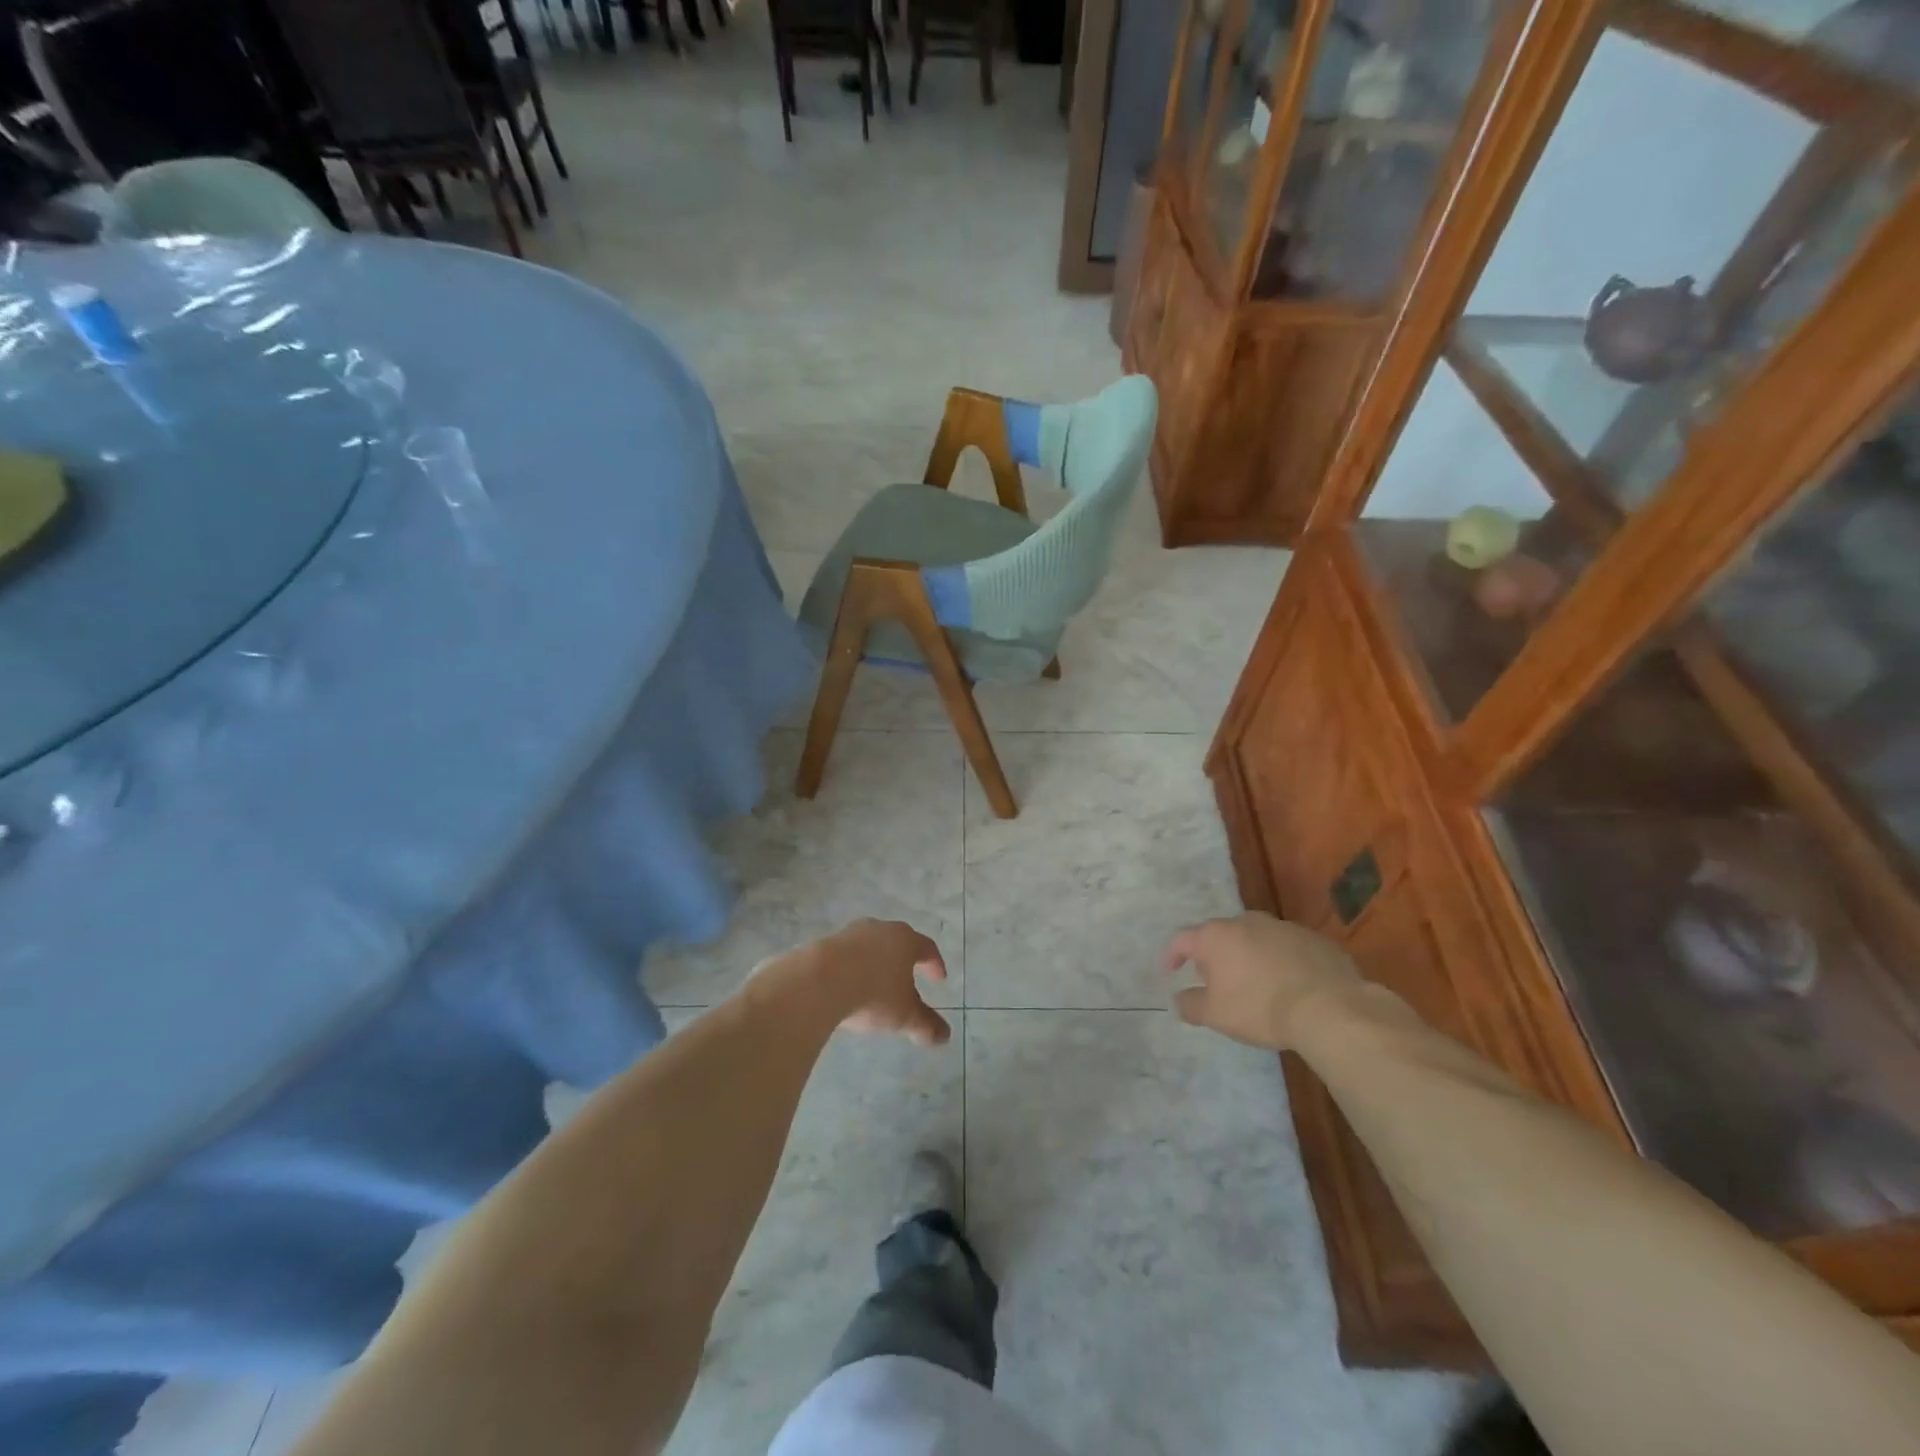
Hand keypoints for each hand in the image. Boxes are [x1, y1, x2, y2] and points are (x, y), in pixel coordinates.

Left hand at [818, 918, 951, 1046]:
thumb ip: (926, 1025)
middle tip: (909, 977)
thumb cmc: (873, 994)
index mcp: (906, 941)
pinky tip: (848, 984)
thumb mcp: (904, 1016)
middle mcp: (881, 929)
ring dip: (877, 961)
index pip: (927, 948)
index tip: (938, 978)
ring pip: (871, 945)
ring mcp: (852, 933)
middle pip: (899, 941)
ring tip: (876, 982)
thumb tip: (944, 1037)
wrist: (818, 981)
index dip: (934, 964)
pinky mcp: (826, 942)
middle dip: (905, 960)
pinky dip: (853, 966)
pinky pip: (847, 953)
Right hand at [1162, 913, 1363, 1050]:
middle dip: (1214, 956)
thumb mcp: (1216, 1015)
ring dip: (1248, 957)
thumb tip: (1179, 998)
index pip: (1182, 939)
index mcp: (1216, 936)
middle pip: (1220, 936)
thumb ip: (1190, 1005)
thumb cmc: (1260, 1008)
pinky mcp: (1313, 938)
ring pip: (1255, 939)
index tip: (1170, 972)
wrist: (1329, 1007)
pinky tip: (1288, 985)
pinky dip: (1279, 961)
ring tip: (1254, 985)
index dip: (1172, 955)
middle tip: (1215, 982)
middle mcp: (1245, 921)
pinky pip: (1286, 948)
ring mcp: (1282, 926)